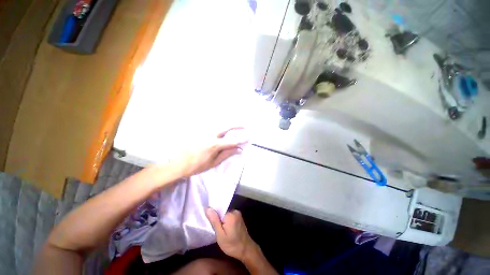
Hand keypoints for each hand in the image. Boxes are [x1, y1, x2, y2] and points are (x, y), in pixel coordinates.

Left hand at [168, 127, 247, 177]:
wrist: (176, 163)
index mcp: (214, 145)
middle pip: (226, 127)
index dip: (241, 140)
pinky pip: (211, 127)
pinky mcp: (198, 132)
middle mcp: (210, 135)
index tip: (248, 138)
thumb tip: (239, 150)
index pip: (232, 141)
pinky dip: (219, 127)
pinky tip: (222, 130)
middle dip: (236, 126)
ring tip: (235, 127)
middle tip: (244, 126)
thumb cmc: (196, 166)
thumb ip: (226, 154)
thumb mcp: (213, 163)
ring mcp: (203, 132)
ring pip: (219, 125)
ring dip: (228, 125)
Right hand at [206, 208, 257, 261]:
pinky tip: (224, 228)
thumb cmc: (232, 245)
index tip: (209, 220)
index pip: (218, 207)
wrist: (246, 250)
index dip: (213, 213)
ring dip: (221, 219)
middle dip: (217, 216)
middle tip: (213, 227)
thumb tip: (208, 208)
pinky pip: (229, 215)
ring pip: (225, 212)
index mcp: (230, 214)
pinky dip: (225, 220)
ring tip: (218, 228)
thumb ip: (214, 220)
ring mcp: (238, 213)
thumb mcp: (220, 235)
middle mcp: (235, 211)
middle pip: (222, 209)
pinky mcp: (239, 217)